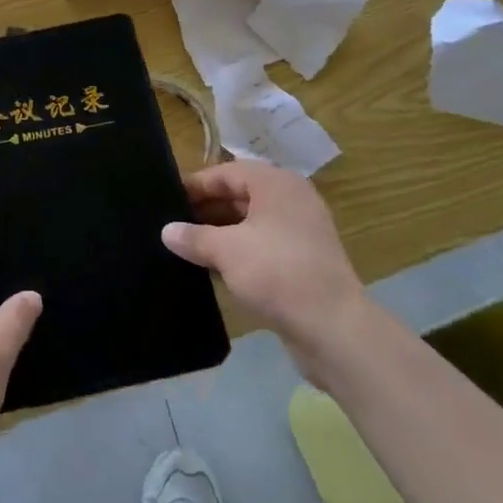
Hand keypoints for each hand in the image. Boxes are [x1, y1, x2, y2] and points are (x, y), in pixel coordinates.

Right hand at [161, 160, 367, 374]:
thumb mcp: (226, 251)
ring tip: (187, 247)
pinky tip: (214, 268)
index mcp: (276, 184)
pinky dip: (239, 251)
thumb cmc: (277, 273)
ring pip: (250, 223)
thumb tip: (167, 231)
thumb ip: (194, 237)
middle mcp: (291, 200)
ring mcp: (300, 232)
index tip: (167, 200)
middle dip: (206, 210)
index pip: (226, 173)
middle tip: (173, 225)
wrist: (335, 329)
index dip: (195, 185)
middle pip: (239, 195)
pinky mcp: (303, 261)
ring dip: (220, 233)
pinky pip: (262, 245)